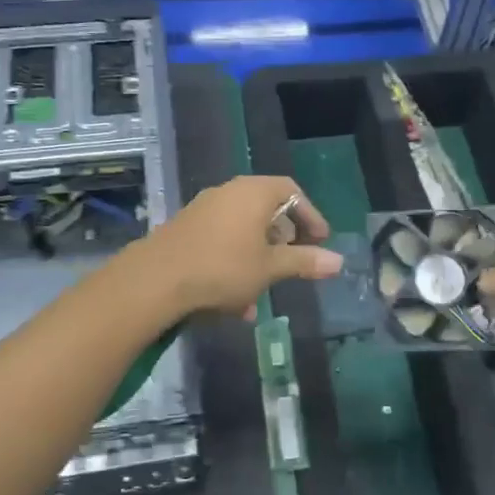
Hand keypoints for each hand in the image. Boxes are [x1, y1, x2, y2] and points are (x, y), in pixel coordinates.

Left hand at [143, 175, 341, 319]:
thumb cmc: (223, 268)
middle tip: (295, 263)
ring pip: (243, 231)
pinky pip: (221, 242)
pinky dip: (235, 264)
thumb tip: (339, 261)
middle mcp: (229, 192)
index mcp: (254, 192)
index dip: (310, 216)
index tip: (321, 242)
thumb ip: (304, 262)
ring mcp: (204, 210)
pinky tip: (235, 302)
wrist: (156, 280)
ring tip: (264, 292)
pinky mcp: (185, 230)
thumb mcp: (270, 268)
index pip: (292, 191)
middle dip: (283, 240)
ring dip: (258, 259)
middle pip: (267, 209)